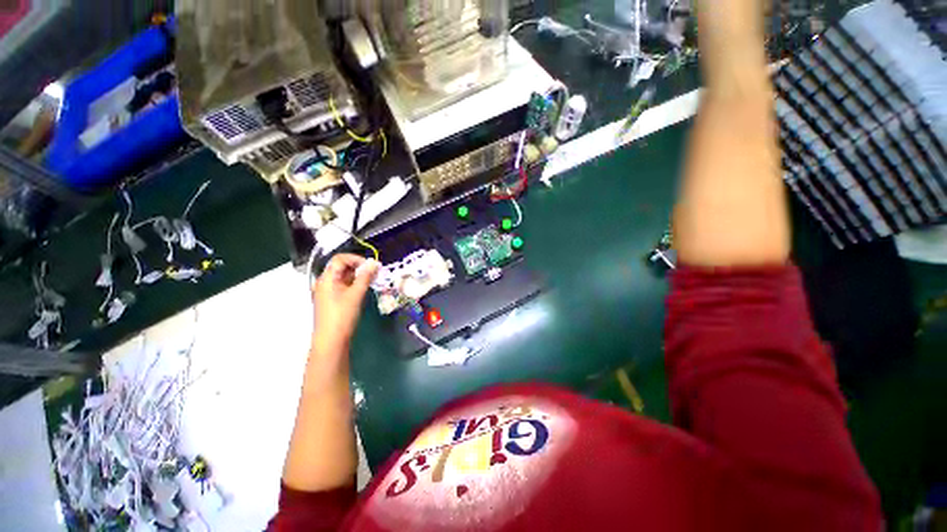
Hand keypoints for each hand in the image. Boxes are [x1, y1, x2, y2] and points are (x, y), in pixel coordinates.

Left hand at [311, 254, 379, 355]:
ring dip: (359, 276)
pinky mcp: (332, 299)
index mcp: (327, 278)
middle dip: (360, 267)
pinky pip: (344, 286)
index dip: (356, 259)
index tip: (371, 265)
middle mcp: (325, 282)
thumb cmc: (342, 315)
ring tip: (373, 280)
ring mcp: (328, 291)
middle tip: (375, 272)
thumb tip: (374, 263)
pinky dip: (355, 284)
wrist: (331, 340)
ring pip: (344, 277)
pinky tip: (365, 288)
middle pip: (342, 267)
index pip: (340, 259)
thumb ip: (365, 277)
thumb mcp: (356, 294)